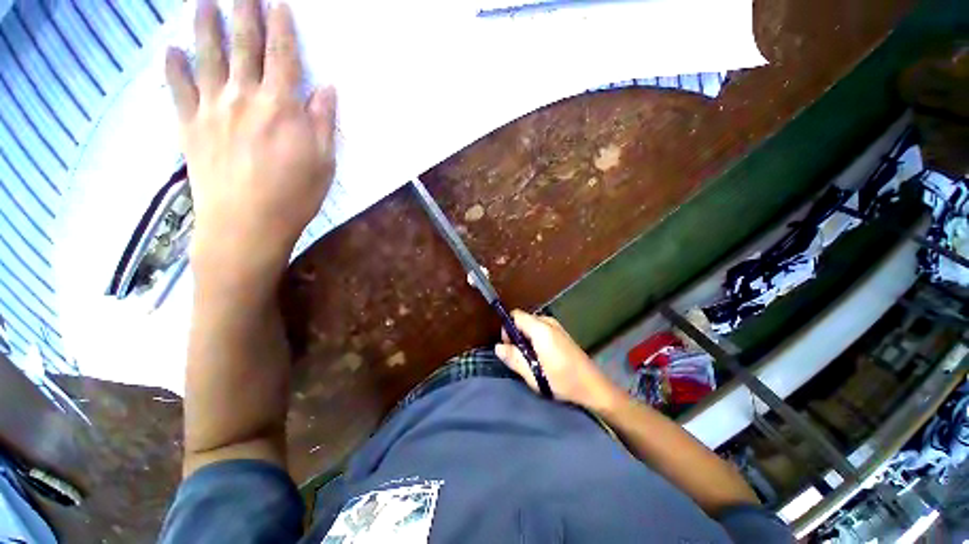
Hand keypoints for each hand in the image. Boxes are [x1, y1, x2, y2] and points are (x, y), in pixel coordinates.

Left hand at [165, 0, 336, 287]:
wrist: (246, 223)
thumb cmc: (295, 195)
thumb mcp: (324, 162)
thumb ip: (323, 122)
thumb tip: (327, 88)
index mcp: (281, 107)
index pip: (283, 55)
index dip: (281, 26)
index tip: (278, 2)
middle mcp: (244, 97)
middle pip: (243, 45)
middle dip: (243, 11)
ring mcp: (212, 108)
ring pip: (207, 56)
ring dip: (204, 25)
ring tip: (203, 2)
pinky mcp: (190, 126)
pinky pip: (178, 89)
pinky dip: (172, 67)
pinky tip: (170, 50)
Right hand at [495, 310, 621, 410]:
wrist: (593, 387)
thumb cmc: (562, 380)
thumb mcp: (533, 374)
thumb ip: (513, 358)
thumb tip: (497, 347)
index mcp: (541, 329)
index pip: (516, 315)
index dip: (508, 329)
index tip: (509, 347)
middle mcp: (549, 322)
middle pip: (524, 320)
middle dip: (517, 335)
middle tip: (520, 357)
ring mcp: (557, 327)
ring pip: (532, 325)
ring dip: (526, 339)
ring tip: (531, 359)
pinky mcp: (562, 334)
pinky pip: (541, 330)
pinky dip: (536, 340)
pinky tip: (542, 358)